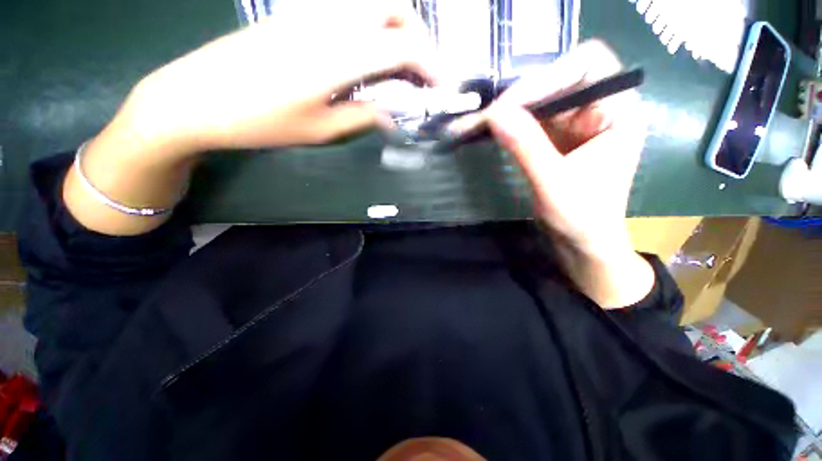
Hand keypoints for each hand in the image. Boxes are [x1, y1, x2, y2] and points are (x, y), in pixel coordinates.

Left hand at [123, 0, 438, 153]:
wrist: (197, 98)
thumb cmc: (260, 121)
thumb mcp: (321, 130)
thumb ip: (363, 118)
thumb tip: (392, 114)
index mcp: (339, 53)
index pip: (405, 44)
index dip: (431, 65)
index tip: (440, 88)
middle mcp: (331, 20)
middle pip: (395, 7)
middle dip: (419, 39)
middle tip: (420, 75)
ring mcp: (312, 11)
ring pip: (374, 5)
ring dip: (398, 32)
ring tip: (399, 69)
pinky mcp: (299, 14)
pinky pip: (350, 12)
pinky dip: (374, 31)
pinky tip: (367, 60)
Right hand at [456, 41, 653, 307]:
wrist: (583, 243)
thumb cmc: (582, 218)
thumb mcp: (553, 182)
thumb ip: (526, 146)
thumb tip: (494, 114)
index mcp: (619, 112)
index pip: (588, 65)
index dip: (548, 76)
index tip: (510, 103)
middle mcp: (601, 109)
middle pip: (561, 79)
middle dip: (524, 94)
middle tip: (490, 114)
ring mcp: (578, 124)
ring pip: (543, 99)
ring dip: (514, 109)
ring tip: (485, 122)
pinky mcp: (559, 139)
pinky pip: (534, 120)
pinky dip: (513, 124)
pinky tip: (495, 131)